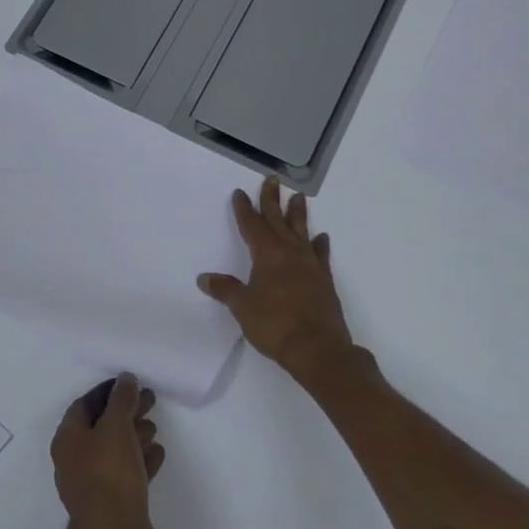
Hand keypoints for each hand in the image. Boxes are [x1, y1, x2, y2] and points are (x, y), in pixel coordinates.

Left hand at [50, 374, 163, 528]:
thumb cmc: (109, 474)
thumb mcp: (116, 427)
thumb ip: (121, 400)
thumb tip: (125, 379)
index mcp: (68, 439)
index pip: (85, 404)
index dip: (107, 391)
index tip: (130, 383)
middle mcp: (76, 459)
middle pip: (102, 426)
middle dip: (125, 411)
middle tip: (150, 399)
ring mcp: (95, 483)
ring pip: (116, 450)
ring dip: (135, 434)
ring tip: (154, 425)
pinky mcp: (114, 503)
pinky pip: (128, 473)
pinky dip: (141, 460)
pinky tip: (159, 453)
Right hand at [198, 178, 364, 390]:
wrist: (318, 349)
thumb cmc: (275, 325)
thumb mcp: (242, 307)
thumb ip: (225, 290)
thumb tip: (205, 278)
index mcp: (267, 255)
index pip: (252, 226)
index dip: (244, 209)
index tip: (240, 193)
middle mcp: (289, 253)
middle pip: (278, 220)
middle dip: (272, 200)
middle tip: (272, 179)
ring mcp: (310, 266)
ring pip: (301, 232)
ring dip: (298, 214)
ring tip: (298, 197)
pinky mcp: (324, 281)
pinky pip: (321, 255)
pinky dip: (319, 245)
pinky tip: (321, 238)